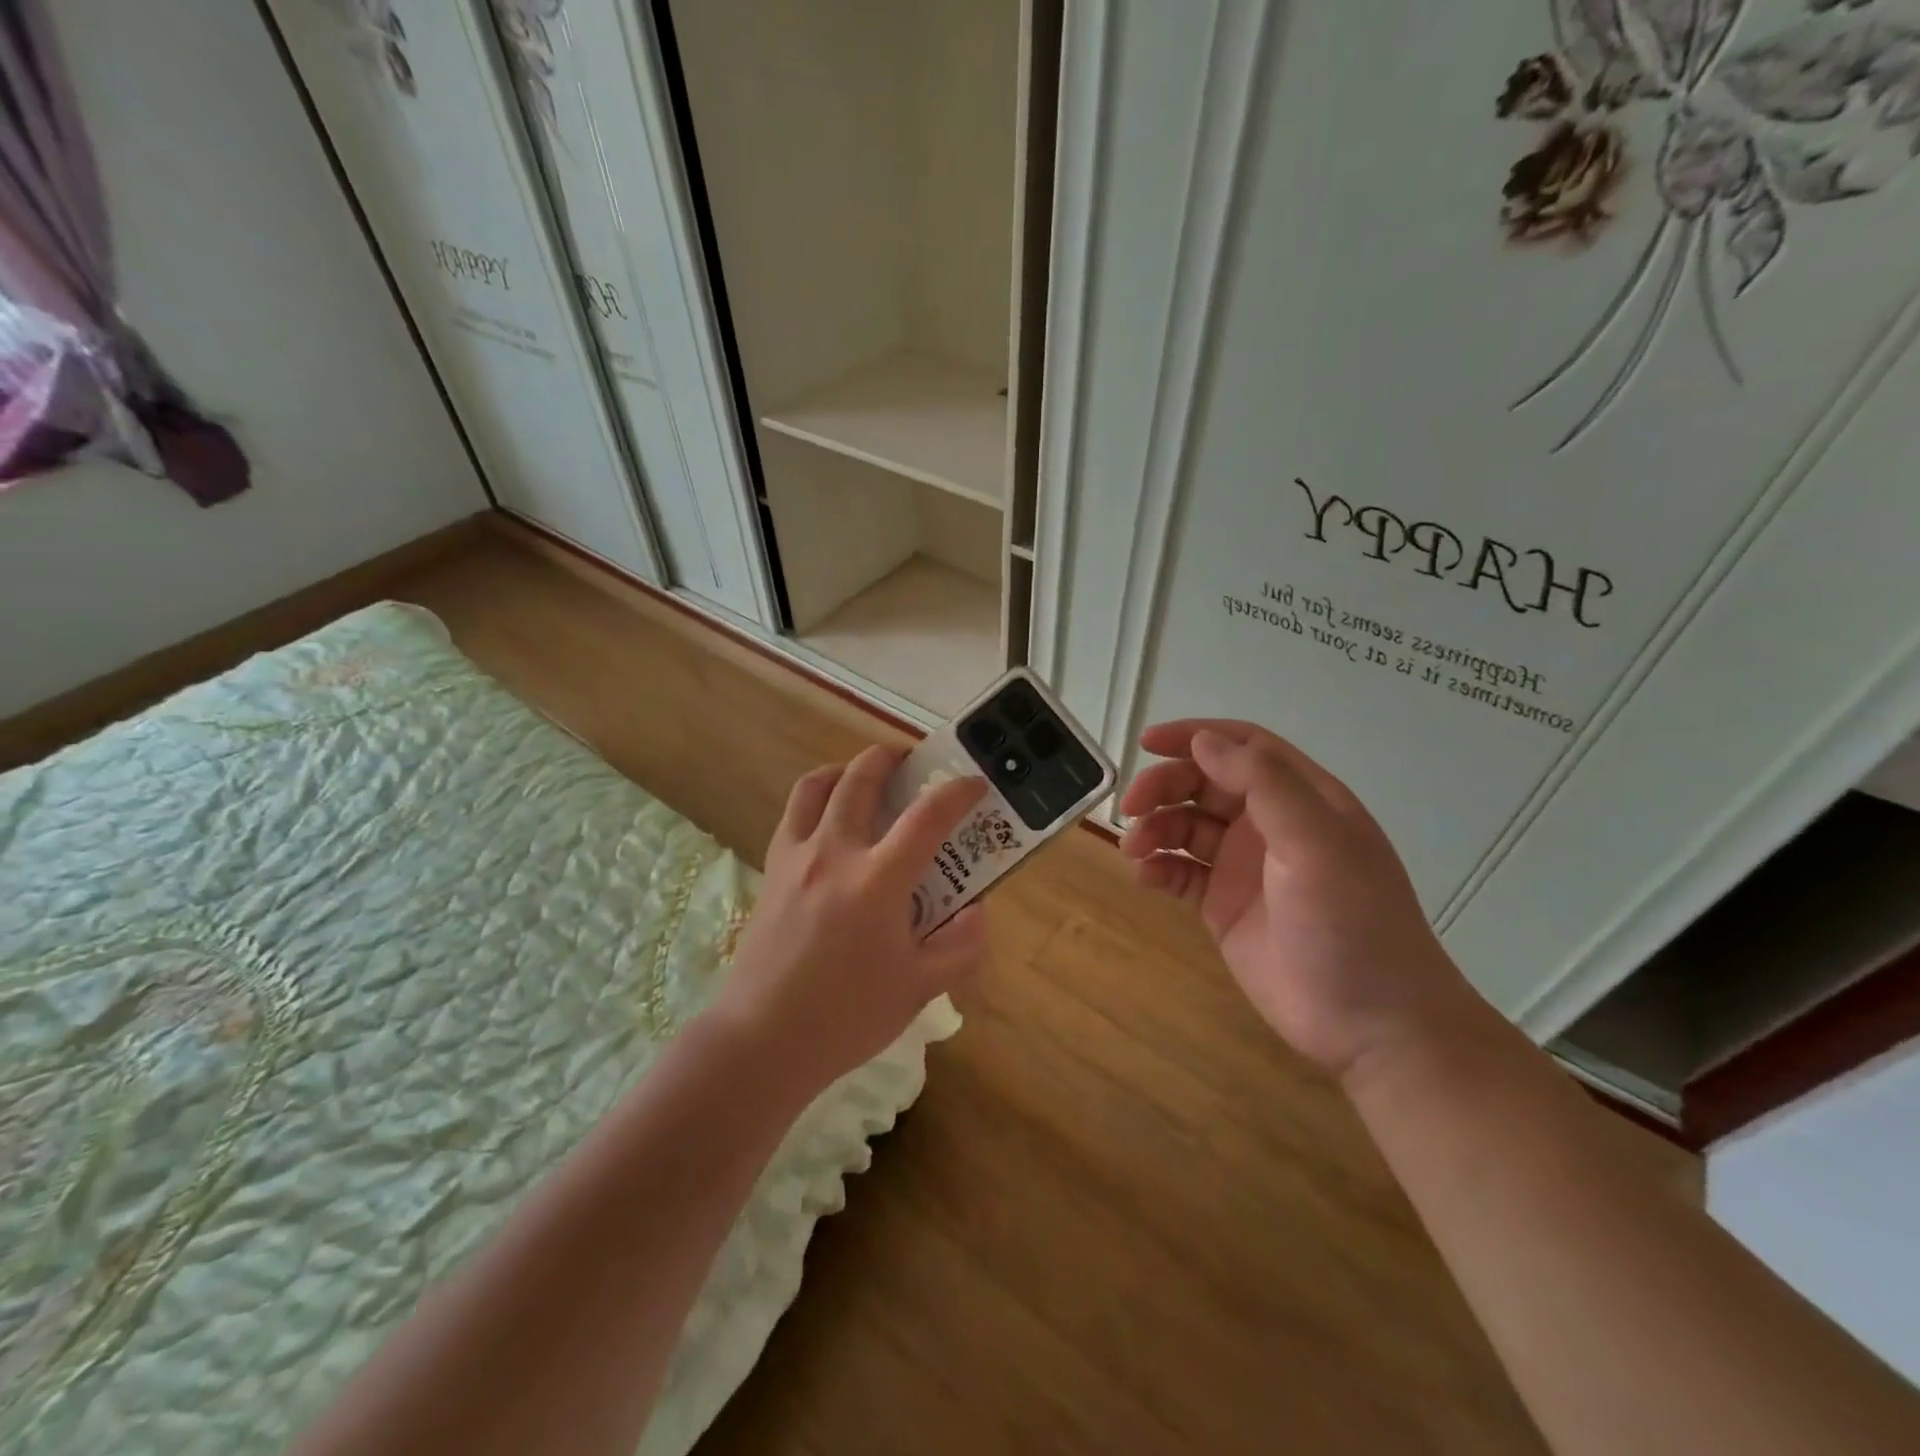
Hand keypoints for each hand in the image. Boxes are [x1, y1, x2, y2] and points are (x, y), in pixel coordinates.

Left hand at [714, 745, 989, 1098]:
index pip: (927, 817)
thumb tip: (977, 909)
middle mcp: (834, 853)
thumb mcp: (921, 988)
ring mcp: (796, 857)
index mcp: (878, 880)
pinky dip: (816, 799)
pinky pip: (793, 814)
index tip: (975, 784)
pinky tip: (829, 822)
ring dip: (846, 769)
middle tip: (913, 761)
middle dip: (891, 757)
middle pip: (861, 778)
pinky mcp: (771, 870)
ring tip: (865, 777)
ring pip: (817, 786)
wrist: (763, 1040)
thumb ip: (961, 945)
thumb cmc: (847, 1017)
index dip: (957, 792)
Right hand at [1120, 719, 1476, 1081]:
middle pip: (1204, 784)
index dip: (1195, 736)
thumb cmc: (1352, 922)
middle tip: (1130, 807)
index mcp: (1302, 799)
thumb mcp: (1315, 842)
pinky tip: (1144, 876)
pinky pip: (1180, 872)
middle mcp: (1270, 825)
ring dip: (1154, 828)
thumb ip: (1262, 783)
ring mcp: (1244, 866)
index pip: (1244, 747)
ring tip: (1134, 849)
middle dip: (1163, 787)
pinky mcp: (1223, 906)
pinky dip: (1158, 867)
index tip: (1148, 742)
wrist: (1371, 1024)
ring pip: (1186, 826)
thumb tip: (1204, 741)